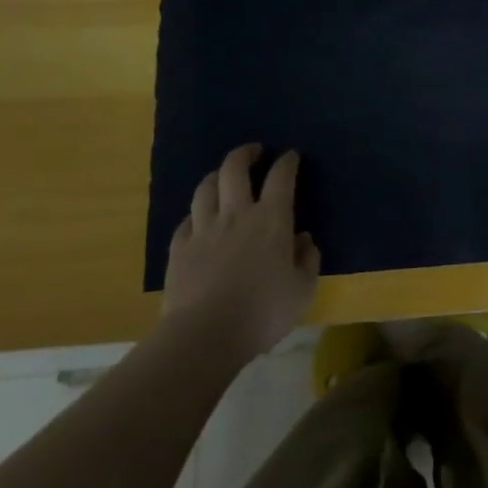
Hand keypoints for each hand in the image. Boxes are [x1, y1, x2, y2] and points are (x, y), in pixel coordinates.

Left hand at [162, 145, 319, 361]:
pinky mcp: (179, 249)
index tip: (291, 156)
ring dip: (216, 176)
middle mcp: (237, 215)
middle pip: (234, 169)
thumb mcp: (302, 291)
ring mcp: (204, 230)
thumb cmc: (263, 312)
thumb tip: (304, 239)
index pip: (281, 177)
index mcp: (271, 220)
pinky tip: (199, 220)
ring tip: (223, 177)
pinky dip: (196, 214)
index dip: (287, 162)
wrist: (205, 335)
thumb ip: (307, 260)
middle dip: (245, 154)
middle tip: (254, 152)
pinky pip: (186, 221)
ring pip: (205, 188)